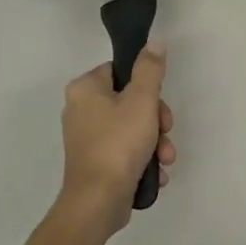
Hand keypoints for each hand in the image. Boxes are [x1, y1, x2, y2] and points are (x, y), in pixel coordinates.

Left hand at [56, 46, 174, 238]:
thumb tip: (154, 43)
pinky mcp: (95, 162)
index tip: (159, 103)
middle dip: (156, 121)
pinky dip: (143, 159)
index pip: (121, 71)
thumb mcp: (142, 100)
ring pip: (132, 128)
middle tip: (165, 132)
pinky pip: (125, 150)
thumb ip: (150, 69)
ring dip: (155, 142)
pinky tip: (155, 173)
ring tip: (165, 159)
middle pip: (130, 101)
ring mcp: (87, 138)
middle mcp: (80, 110)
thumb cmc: (119, 143)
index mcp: (85, 89)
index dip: (146, 85)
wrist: (98, 201)